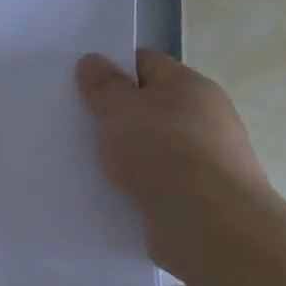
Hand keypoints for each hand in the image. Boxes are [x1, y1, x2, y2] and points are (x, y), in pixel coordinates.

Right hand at [75, 50, 271, 273]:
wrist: (209, 226)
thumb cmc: (162, 152)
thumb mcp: (120, 109)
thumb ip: (104, 85)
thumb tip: (93, 60)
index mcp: (190, 86)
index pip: (145, 64)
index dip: (111, 70)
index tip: (80, 87)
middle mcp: (205, 118)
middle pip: (149, 107)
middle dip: (115, 116)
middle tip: (77, 125)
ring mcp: (206, 160)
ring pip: (152, 148)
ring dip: (124, 155)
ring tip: (86, 163)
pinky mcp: (200, 198)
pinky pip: (158, 183)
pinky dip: (137, 186)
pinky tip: (111, 193)